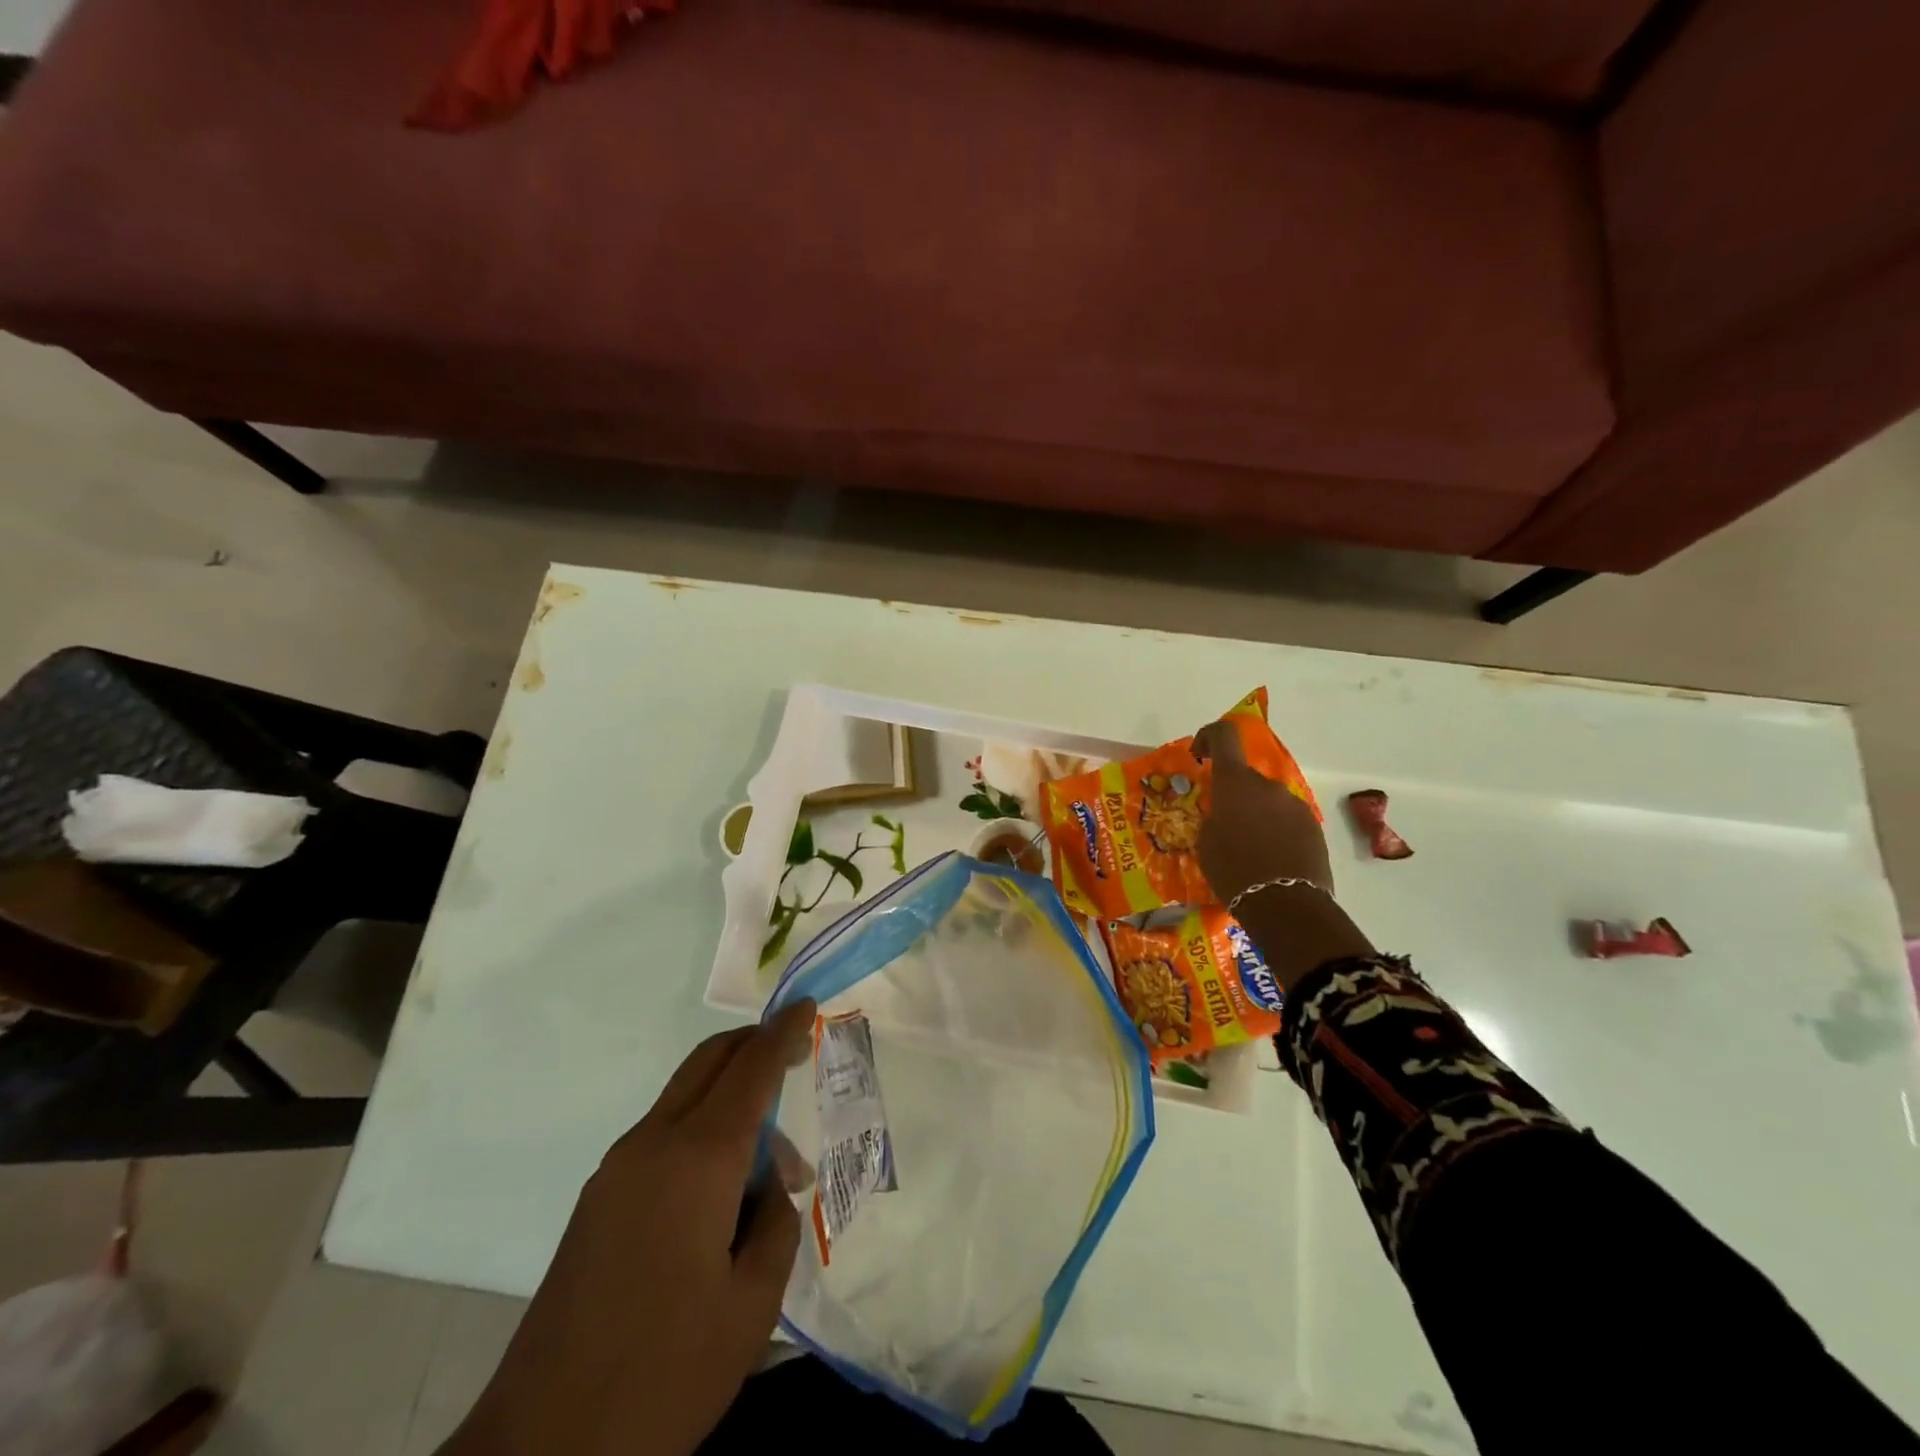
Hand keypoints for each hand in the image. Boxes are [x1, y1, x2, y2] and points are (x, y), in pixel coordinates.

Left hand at [445, 1001, 816, 1455]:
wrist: (542, 1449)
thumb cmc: (666, 1372)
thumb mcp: (753, 1304)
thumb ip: (776, 1222)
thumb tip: (769, 1184)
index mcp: (698, 1159)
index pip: (751, 1068)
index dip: (783, 1032)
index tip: (807, 1005)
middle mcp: (653, 1144)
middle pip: (709, 1062)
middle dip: (753, 1044)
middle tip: (793, 1054)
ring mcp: (617, 1170)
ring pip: (685, 1097)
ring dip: (731, 1098)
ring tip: (770, 1168)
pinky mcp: (599, 1200)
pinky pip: (663, 1134)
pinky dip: (703, 1131)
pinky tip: (722, 1192)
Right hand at [1193, 718, 1333, 901]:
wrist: (1286, 905)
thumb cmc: (1233, 870)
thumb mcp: (1206, 842)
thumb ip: (1213, 817)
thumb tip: (1222, 814)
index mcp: (1236, 782)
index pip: (1224, 736)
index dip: (1209, 736)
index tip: (1200, 754)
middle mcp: (1268, 785)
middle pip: (1246, 778)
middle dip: (1233, 795)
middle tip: (1222, 825)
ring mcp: (1294, 805)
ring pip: (1267, 801)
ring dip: (1255, 815)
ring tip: (1246, 848)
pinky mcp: (1313, 828)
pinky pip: (1285, 820)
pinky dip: (1274, 831)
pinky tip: (1267, 860)